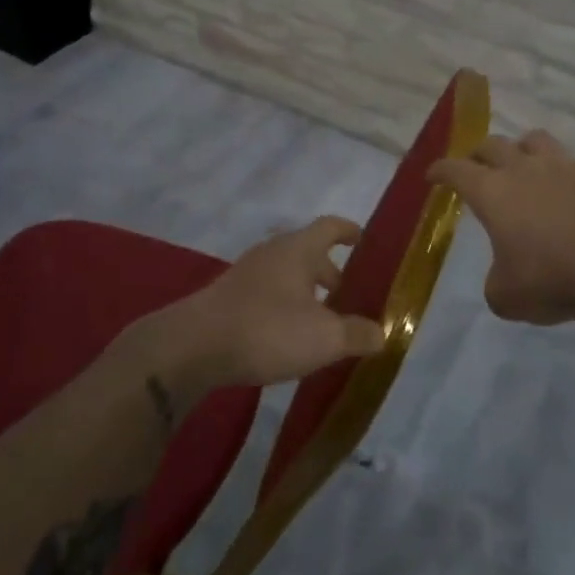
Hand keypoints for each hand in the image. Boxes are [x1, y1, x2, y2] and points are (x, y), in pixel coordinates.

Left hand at [118, 217, 386, 406]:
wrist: (192, 347)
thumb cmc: (267, 330)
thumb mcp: (324, 338)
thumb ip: (357, 334)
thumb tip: (382, 333)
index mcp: (299, 249)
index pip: (330, 227)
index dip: (349, 231)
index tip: (363, 241)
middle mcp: (272, 253)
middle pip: (308, 252)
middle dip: (331, 273)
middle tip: (349, 297)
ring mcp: (246, 274)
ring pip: (287, 275)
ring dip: (307, 292)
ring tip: (321, 322)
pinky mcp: (228, 298)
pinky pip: (267, 293)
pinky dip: (284, 306)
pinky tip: (287, 337)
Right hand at [429, 130, 574, 325]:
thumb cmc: (551, 277)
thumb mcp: (507, 297)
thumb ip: (495, 283)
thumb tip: (503, 276)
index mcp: (492, 192)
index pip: (456, 170)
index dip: (441, 170)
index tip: (433, 174)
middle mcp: (522, 169)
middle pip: (492, 144)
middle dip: (478, 154)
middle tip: (475, 167)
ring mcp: (561, 166)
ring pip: (533, 139)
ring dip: (520, 148)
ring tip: (521, 164)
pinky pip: (568, 160)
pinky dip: (558, 170)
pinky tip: (563, 189)